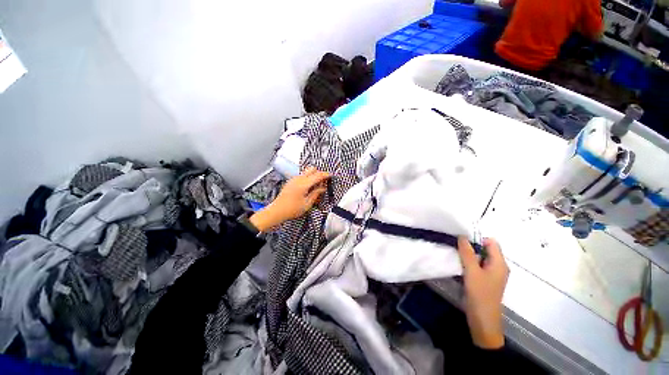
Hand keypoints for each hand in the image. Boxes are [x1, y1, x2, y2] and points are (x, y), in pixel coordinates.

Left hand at [249, 167, 329, 231]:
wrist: (277, 211)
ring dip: (313, 176)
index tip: (331, 175)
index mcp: (304, 184)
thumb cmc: (292, 209)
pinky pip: (301, 176)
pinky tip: (308, 188)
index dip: (325, 175)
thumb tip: (322, 188)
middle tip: (323, 181)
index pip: (318, 175)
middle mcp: (298, 179)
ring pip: (306, 172)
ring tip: (316, 186)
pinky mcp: (290, 182)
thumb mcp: (307, 203)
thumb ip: (316, 194)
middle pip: (311, 169)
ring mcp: (293, 179)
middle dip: (319, 173)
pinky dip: (307, 178)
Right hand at [457, 237, 508, 348]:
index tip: (462, 238)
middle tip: (456, 244)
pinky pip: (478, 265)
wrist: (483, 320)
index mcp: (500, 263)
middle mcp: (498, 267)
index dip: (477, 238)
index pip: (491, 242)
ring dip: (469, 254)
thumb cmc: (480, 294)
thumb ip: (467, 253)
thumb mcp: (472, 271)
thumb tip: (462, 236)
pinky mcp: (485, 280)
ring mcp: (492, 274)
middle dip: (471, 245)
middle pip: (486, 249)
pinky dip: (469, 262)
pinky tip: (459, 263)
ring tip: (455, 252)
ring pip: (480, 257)